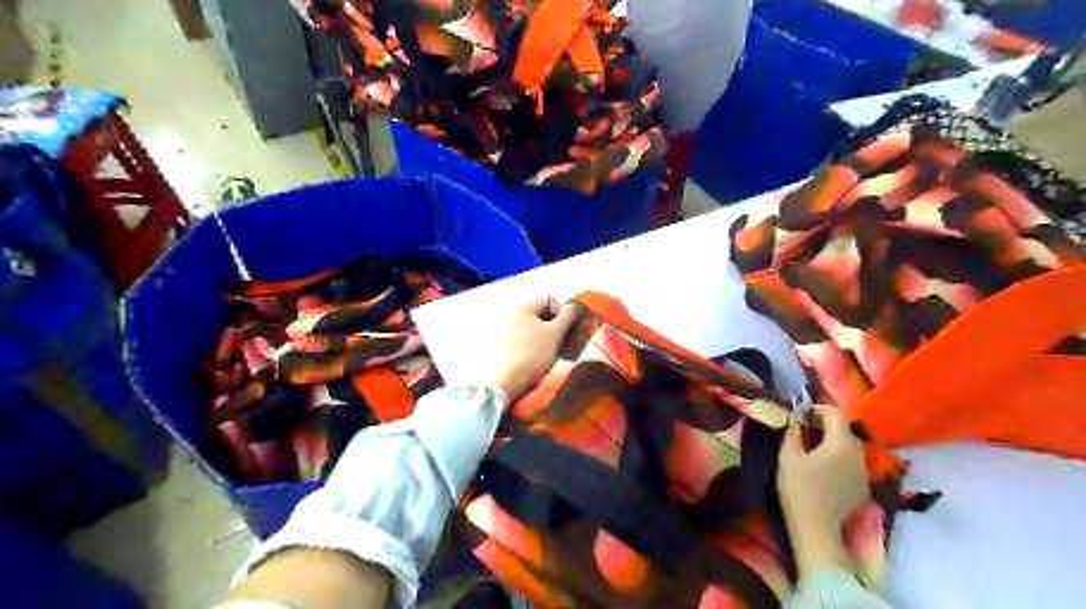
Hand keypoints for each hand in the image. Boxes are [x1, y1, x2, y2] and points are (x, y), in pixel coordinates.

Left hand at [484, 295, 580, 405]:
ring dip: (550, 336)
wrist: (509, 381)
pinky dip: (539, 344)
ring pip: (537, 327)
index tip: (567, 329)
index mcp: (523, 307)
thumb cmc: (534, 354)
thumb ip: (569, 315)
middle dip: (557, 325)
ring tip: (555, 351)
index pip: (549, 299)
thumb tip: (578, 305)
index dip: (563, 311)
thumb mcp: (556, 333)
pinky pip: (528, 337)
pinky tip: (543, 357)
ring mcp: (508, 330)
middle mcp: (513, 314)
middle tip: (564, 341)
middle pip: (543, 312)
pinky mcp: (507, 345)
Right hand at [777, 405, 870, 575]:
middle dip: (824, 424)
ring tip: (812, 447)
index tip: (799, 413)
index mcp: (841, 443)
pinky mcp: (863, 486)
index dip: (816, 408)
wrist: (816, 529)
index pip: (834, 413)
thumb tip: (795, 417)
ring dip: (832, 440)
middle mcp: (858, 453)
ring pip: (849, 446)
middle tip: (802, 429)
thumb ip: (792, 432)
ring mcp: (863, 471)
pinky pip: (852, 462)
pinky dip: (839, 456)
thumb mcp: (788, 456)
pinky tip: (823, 467)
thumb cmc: (798, 489)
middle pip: (844, 429)